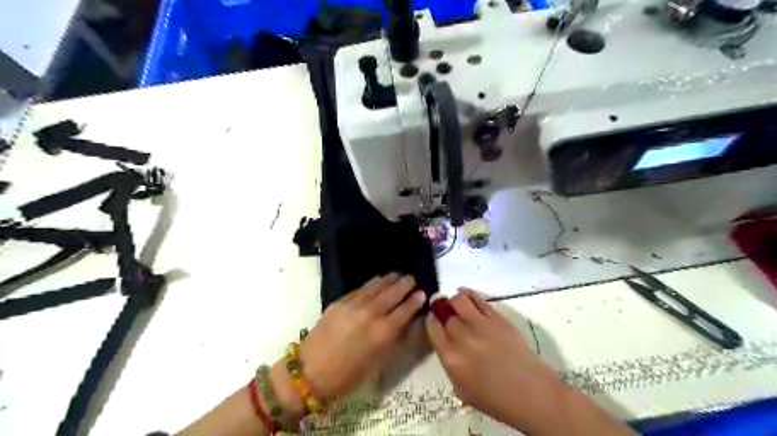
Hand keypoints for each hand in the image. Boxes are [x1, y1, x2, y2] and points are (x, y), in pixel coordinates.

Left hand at [300, 276, 427, 401]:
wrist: (310, 371)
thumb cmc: (348, 375)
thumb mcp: (377, 363)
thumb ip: (394, 340)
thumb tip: (407, 323)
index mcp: (382, 333)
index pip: (404, 311)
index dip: (415, 301)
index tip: (422, 293)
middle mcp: (370, 314)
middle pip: (392, 294)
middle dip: (404, 285)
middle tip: (412, 278)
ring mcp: (353, 305)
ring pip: (376, 287)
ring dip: (389, 280)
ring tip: (397, 274)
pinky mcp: (339, 302)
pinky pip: (360, 289)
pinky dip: (371, 283)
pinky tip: (377, 280)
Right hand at [425, 290, 565, 428]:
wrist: (531, 393)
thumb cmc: (495, 399)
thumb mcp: (461, 389)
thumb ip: (449, 363)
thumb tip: (445, 342)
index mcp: (451, 358)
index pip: (433, 329)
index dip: (431, 320)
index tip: (433, 317)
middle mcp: (462, 337)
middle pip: (444, 313)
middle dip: (441, 309)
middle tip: (442, 308)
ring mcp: (481, 325)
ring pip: (459, 301)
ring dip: (454, 300)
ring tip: (454, 302)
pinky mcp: (497, 318)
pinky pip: (478, 299)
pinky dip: (469, 294)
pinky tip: (465, 294)